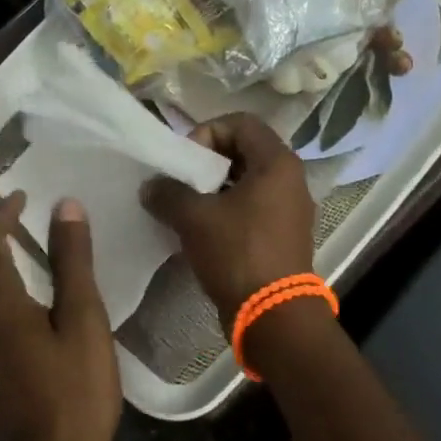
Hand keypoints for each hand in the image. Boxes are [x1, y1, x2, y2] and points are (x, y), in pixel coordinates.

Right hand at [141, 114, 316, 320]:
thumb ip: (168, 192)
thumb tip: (151, 185)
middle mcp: (290, 180)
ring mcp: (288, 210)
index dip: (207, 132)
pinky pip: (251, 208)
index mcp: (277, 163)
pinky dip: (225, 211)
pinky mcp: (282, 236)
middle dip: (207, 162)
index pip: (241, 123)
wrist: (273, 317)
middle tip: (181, 182)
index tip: (185, 161)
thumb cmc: (238, 254)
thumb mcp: (194, 218)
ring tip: (185, 207)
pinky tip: (200, 230)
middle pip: (243, 151)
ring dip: (213, 189)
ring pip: (246, 182)